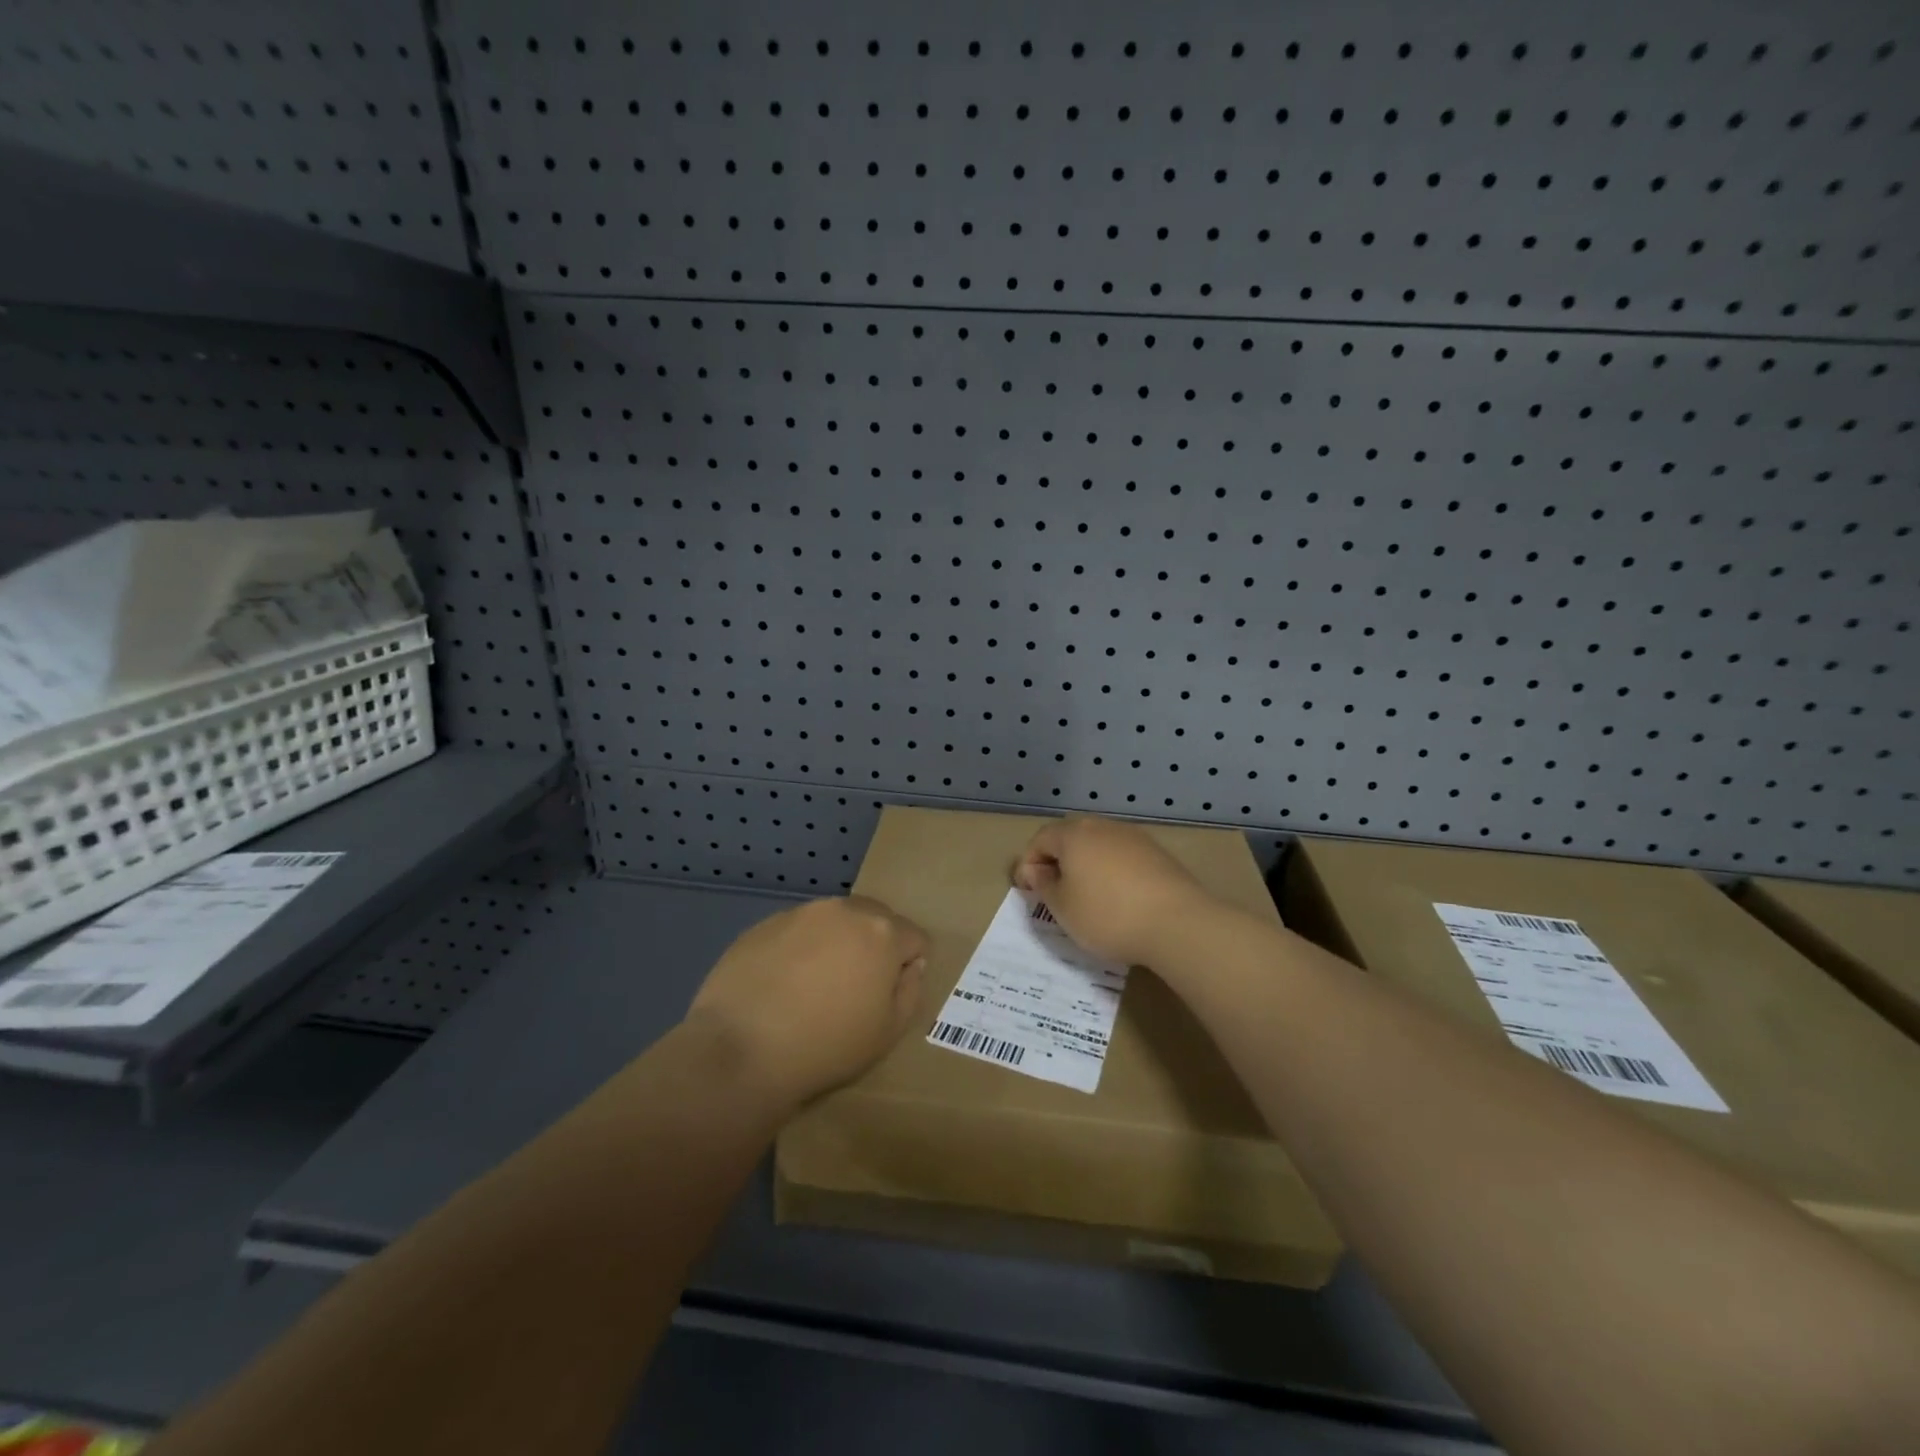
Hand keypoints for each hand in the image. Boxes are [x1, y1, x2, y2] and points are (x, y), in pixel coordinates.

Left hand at [686, 896, 927, 1111]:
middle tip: (855, 987)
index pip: (914, 937)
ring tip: (814, 987)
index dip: (908, 966)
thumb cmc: (827, 1046)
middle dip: (874, 945)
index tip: (889, 994)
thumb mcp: (888, 1033)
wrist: (741, 1051)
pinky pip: (796, 931)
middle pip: (874, 919)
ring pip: (833, 921)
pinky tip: (781, 986)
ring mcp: (799, 913)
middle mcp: (843, 910)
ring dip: (835, 943)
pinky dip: (798, 950)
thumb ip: (910, 991)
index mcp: (881, 932)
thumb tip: (909, 966)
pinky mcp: (763, 925)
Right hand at [1012, 816, 1222, 966]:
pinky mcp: (1157, 854)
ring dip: (1085, 865)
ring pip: (1098, 845)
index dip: (1028, 863)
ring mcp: (1133, 838)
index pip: (1040, 839)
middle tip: (1052, 890)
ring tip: (1084, 895)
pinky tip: (1116, 897)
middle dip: (1056, 861)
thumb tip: (1037, 870)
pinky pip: (1122, 857)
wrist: (1177, 923)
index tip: (1026, 890)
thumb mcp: (1063, 908)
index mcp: (1074, 835)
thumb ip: (1044, 885)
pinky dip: (1111, 871)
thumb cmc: (1107, 915)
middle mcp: (1102, 827)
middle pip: (1070, 837)